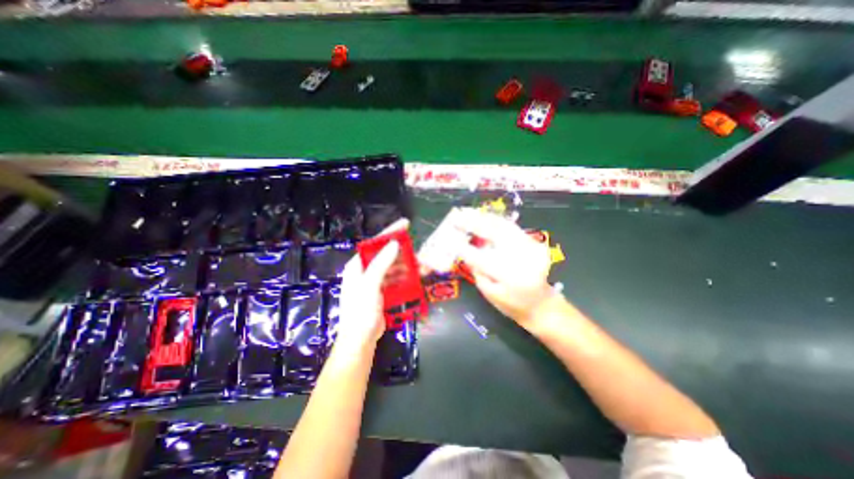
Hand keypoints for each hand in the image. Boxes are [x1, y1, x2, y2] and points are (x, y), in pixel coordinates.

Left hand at [331, 218, 407, 357]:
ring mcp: (375, 282)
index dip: (390, 233)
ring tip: (421, 264)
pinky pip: (396, 279)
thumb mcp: (369, 286)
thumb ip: (381, 264)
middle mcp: (366, 271)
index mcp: (358, 266)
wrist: (360, 341)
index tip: (405, 224)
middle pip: (386, 255)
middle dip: (403, 252)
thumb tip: (394, 244)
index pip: (375, 244)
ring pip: (393, 268)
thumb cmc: (361, 312)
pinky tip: (416, 277)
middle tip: (418, 250)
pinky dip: (405, 277)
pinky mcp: (383, 292)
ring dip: (407, 265)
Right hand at [453, 207, 553, 329]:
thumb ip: (477, 270)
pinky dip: (494, 220)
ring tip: (467, 212)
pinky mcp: (533, 241)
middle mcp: (522, 258)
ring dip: (483, 217)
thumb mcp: (489, 292)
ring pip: (504, 225)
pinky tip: (482, 217)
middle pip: (495, 234)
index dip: (463, 247)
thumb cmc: (511, 304)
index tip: (449, 238)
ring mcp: (531, 247)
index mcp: (509, 277)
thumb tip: (464, 248)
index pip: (480, 258)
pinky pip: (510, 227)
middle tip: (457, 216)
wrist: (540, 303)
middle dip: (473, 223)